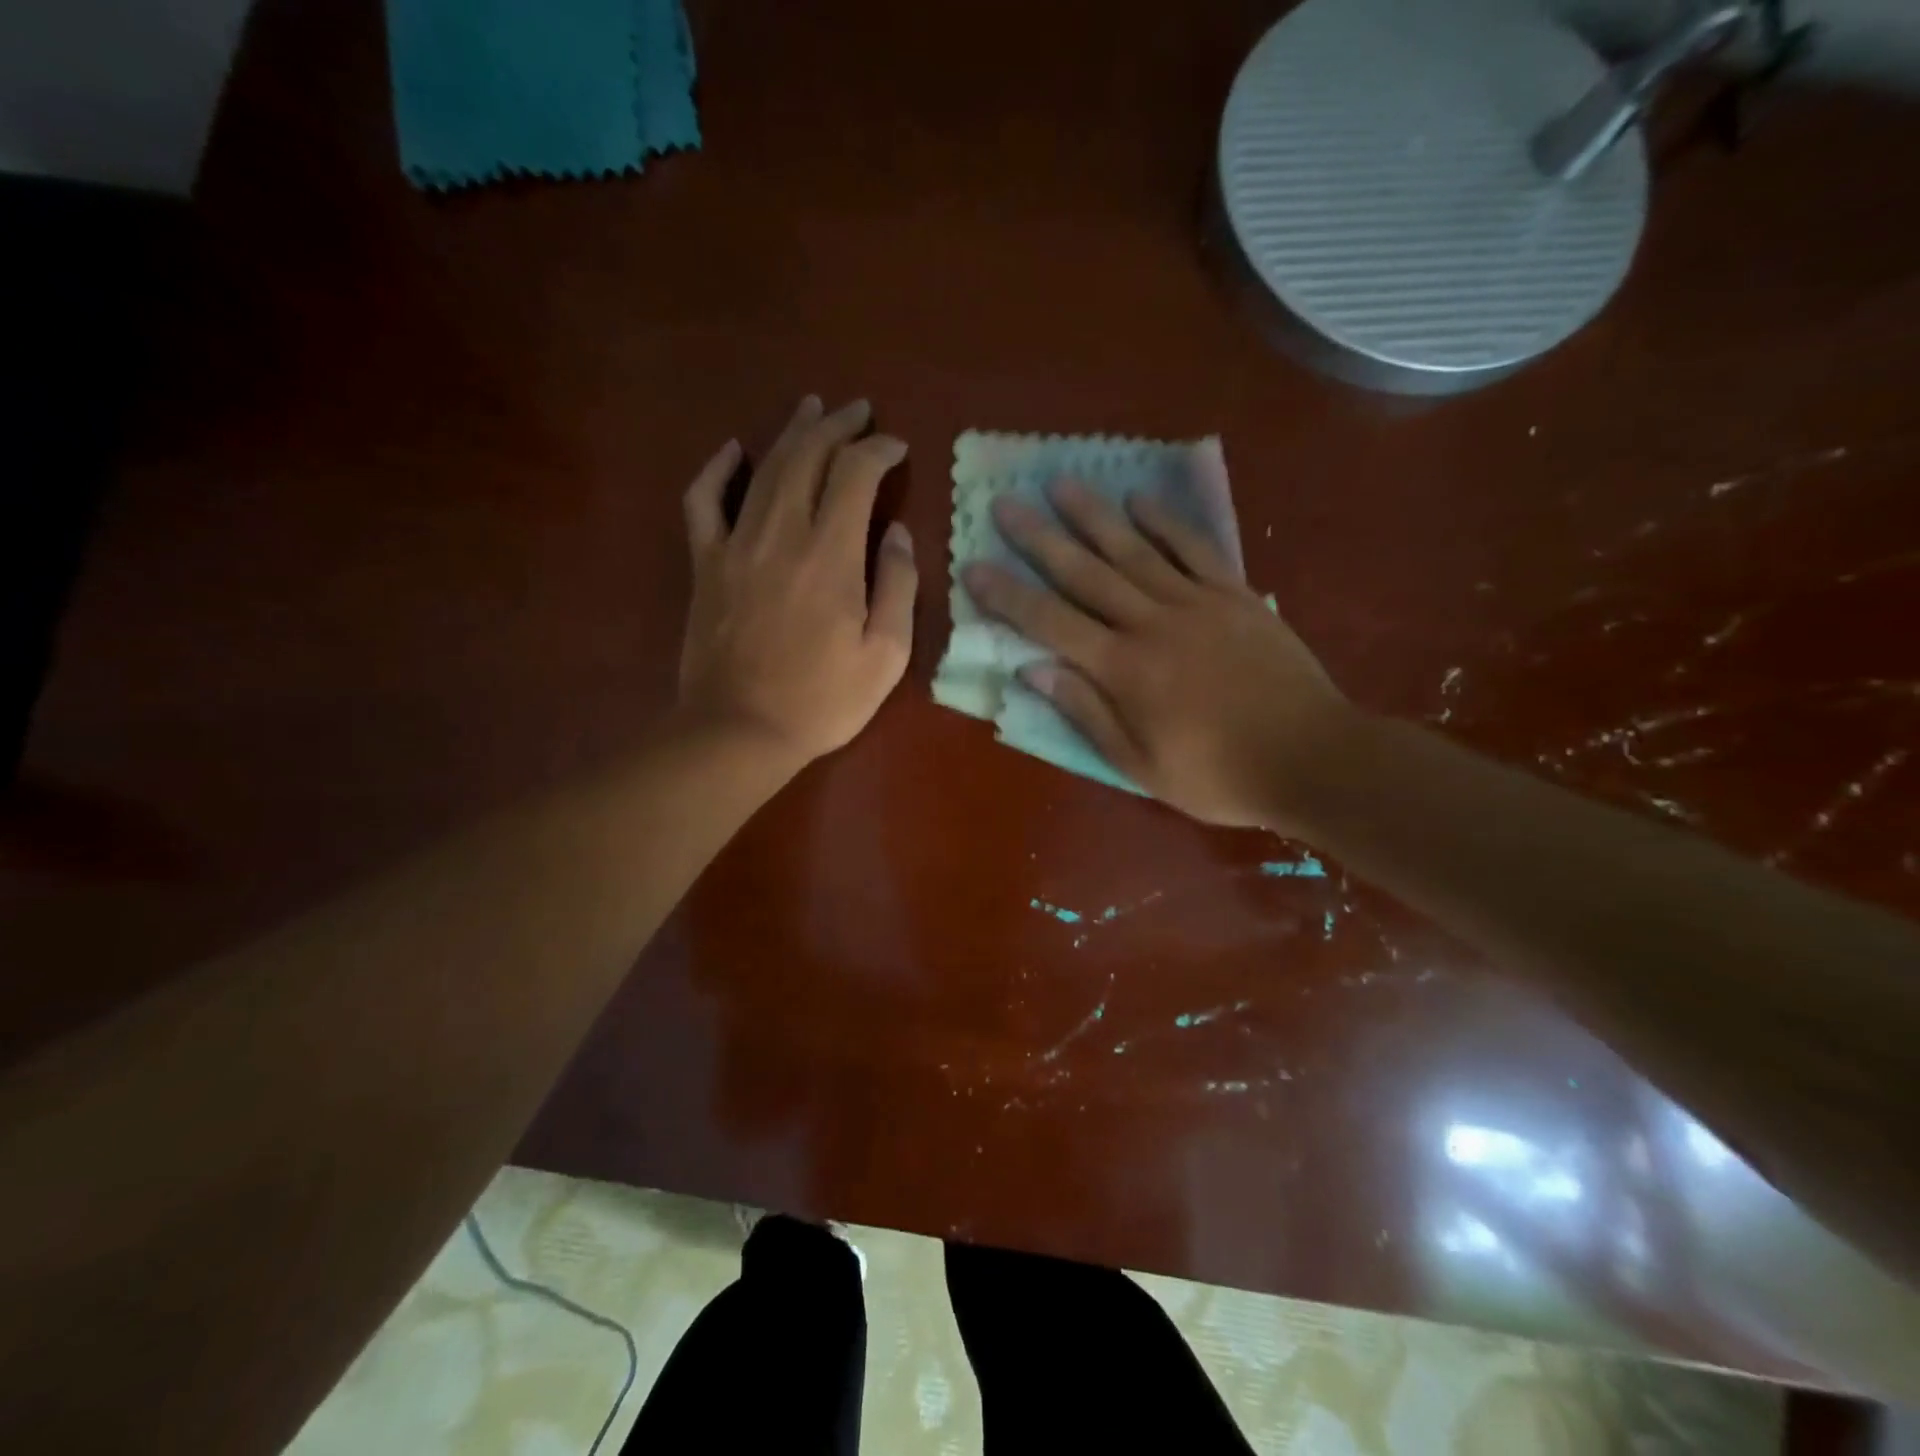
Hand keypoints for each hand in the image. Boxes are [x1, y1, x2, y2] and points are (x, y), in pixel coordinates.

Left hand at [677, 395, 916, 766]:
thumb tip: (897, 534)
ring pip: (765, 468)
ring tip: (812, 409)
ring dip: (792, 432)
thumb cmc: (822, 700)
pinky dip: (717, 469)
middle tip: (858, 410)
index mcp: (832, 555)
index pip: (856, 474)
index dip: (879, 450)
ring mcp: (736, 544)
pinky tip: (734, 450)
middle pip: (808, 456)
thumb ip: (898, 587)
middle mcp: (782, 533)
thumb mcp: (885, 655)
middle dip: (837, 426)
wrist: (739, 730)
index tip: (896, 447)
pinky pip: (703, 500)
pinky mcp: (706, 564)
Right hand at [962, 479, 1349, 828]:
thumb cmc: (1217, 774)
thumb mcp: (1140, 765)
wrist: (1311, 757)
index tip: (974, 565)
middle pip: (1086, 573)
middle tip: (1007, 503)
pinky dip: (1165, 522)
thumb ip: (1086, 713)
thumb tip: (1033, 670)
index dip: (1009, 595)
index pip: (1051, 623)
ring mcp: (1196, 602)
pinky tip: (1140, 499)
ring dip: (1094, 516)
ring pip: (1134, 550)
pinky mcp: (1235, 595)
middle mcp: (1151, 623)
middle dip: (1041, 538)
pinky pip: (1195, 548)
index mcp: (1123, 669)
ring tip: (1061, 483)